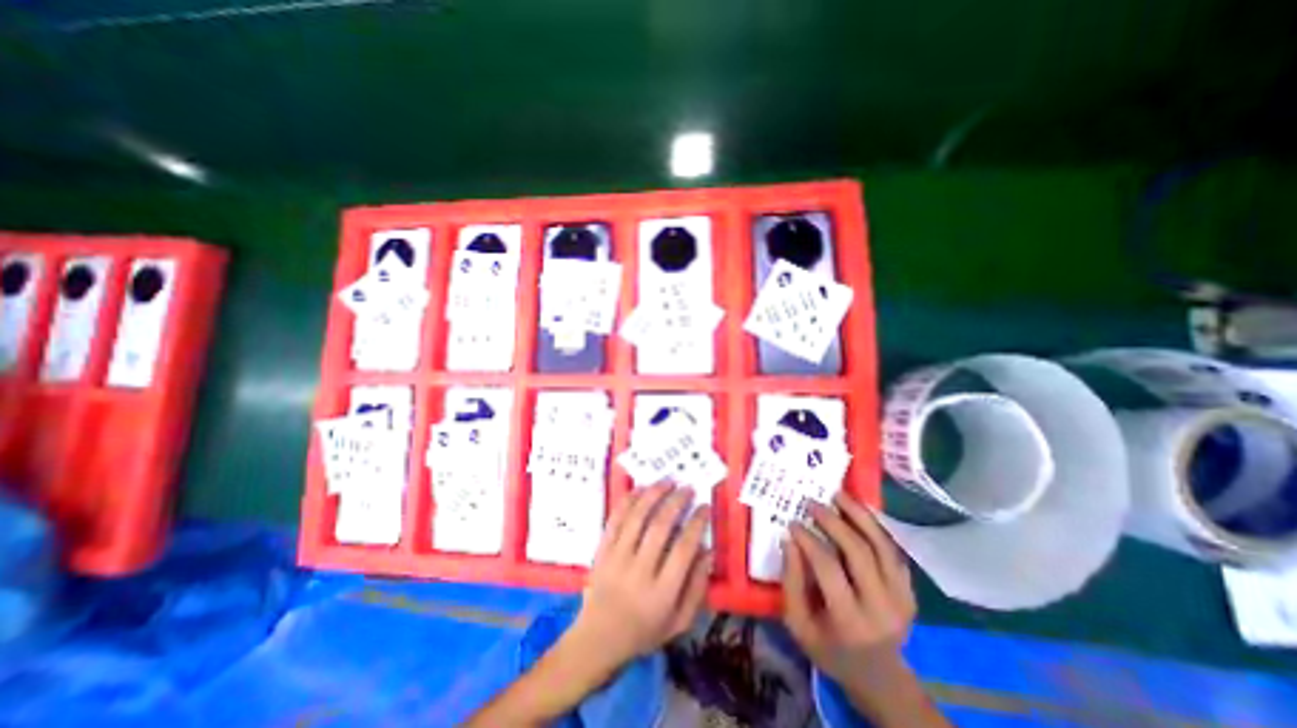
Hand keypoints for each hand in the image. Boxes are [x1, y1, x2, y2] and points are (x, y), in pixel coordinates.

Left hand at [565, 482, 707, 677]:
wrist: (598, 639)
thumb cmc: (644, 631)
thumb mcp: (679, 622)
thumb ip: (697, 587)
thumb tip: (707, 549)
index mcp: (662, 593)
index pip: (684, 548)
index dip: (696, 523)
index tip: (704, 506)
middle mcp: (639, 571)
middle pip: (660, 527)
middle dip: (677, 502)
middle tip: (688, 488)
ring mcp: (617, 558)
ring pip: (637, 517)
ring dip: (654, 494)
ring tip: (667, 481)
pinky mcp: (602, 550)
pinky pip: (615, 519)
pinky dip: (629, 500)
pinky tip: (641, 488)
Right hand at [780, 489, 909, 682]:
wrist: (880, 676)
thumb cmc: (830, 650)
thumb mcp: (798, 624)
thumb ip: (791, 582)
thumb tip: (790, 540)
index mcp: (849, 620)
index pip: (828, 568)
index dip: (809, 540)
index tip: (793, 522)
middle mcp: (881, 607)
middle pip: (859, 552)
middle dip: (834, 522)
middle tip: (814, 503)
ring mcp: (901, 598)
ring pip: (881, 545)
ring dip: (859, 515)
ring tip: (839, 494)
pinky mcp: (910, 590)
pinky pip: (892, 550)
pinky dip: (875, 527)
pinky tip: (859, 511)